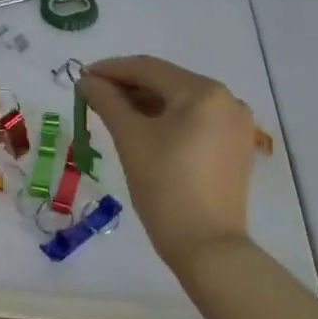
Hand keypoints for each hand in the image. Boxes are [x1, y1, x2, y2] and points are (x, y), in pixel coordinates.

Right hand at [80, 56, 255, 278]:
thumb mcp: (130, 139)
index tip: (81, 76)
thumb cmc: (166, 188)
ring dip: (146, 103)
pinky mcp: (236, 146)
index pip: (148, 68)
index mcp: (203, 91)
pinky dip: (167, 120)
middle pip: (167, 82)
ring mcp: (235, 124)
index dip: (111, 69)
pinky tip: (142, 128)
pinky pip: (195, 120)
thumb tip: (87, 81)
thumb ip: (107, 101)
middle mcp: (227, 99)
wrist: (208, 249)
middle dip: (128, 86)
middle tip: (93, 95)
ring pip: (181, 101)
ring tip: (112, 112)